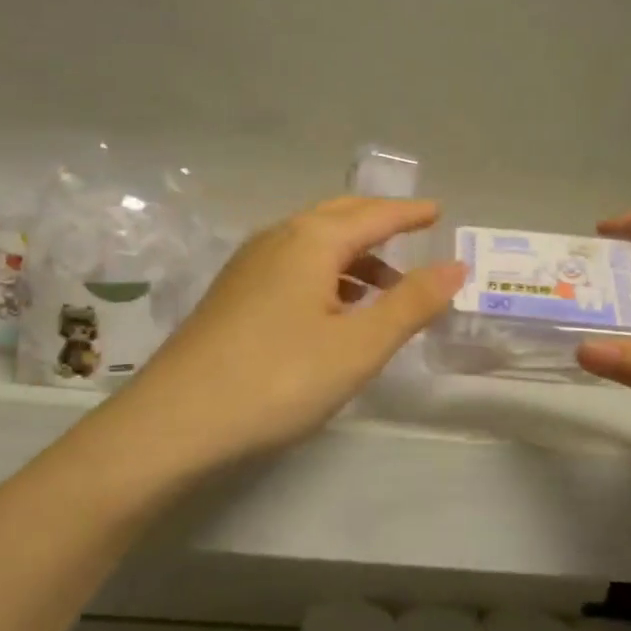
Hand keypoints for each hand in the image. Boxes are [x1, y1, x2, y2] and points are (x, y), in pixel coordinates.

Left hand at [105, 196, 464, 473]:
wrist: (176, 420)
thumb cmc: (278, 379)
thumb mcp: (358, 346)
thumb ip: (410, 303)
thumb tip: (455, 266)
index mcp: (311, 240)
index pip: (373, 216)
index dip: (409, 214)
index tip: (437, 210)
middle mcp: (277, 239)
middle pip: (338, 218)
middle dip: (378, 223)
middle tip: (413, 234)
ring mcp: (247, 266)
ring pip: (312, 243)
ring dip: (353, 255)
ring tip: (384, 286)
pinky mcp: (232, 294)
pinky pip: (291, 266)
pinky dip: (325, 275)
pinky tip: (332, 308)